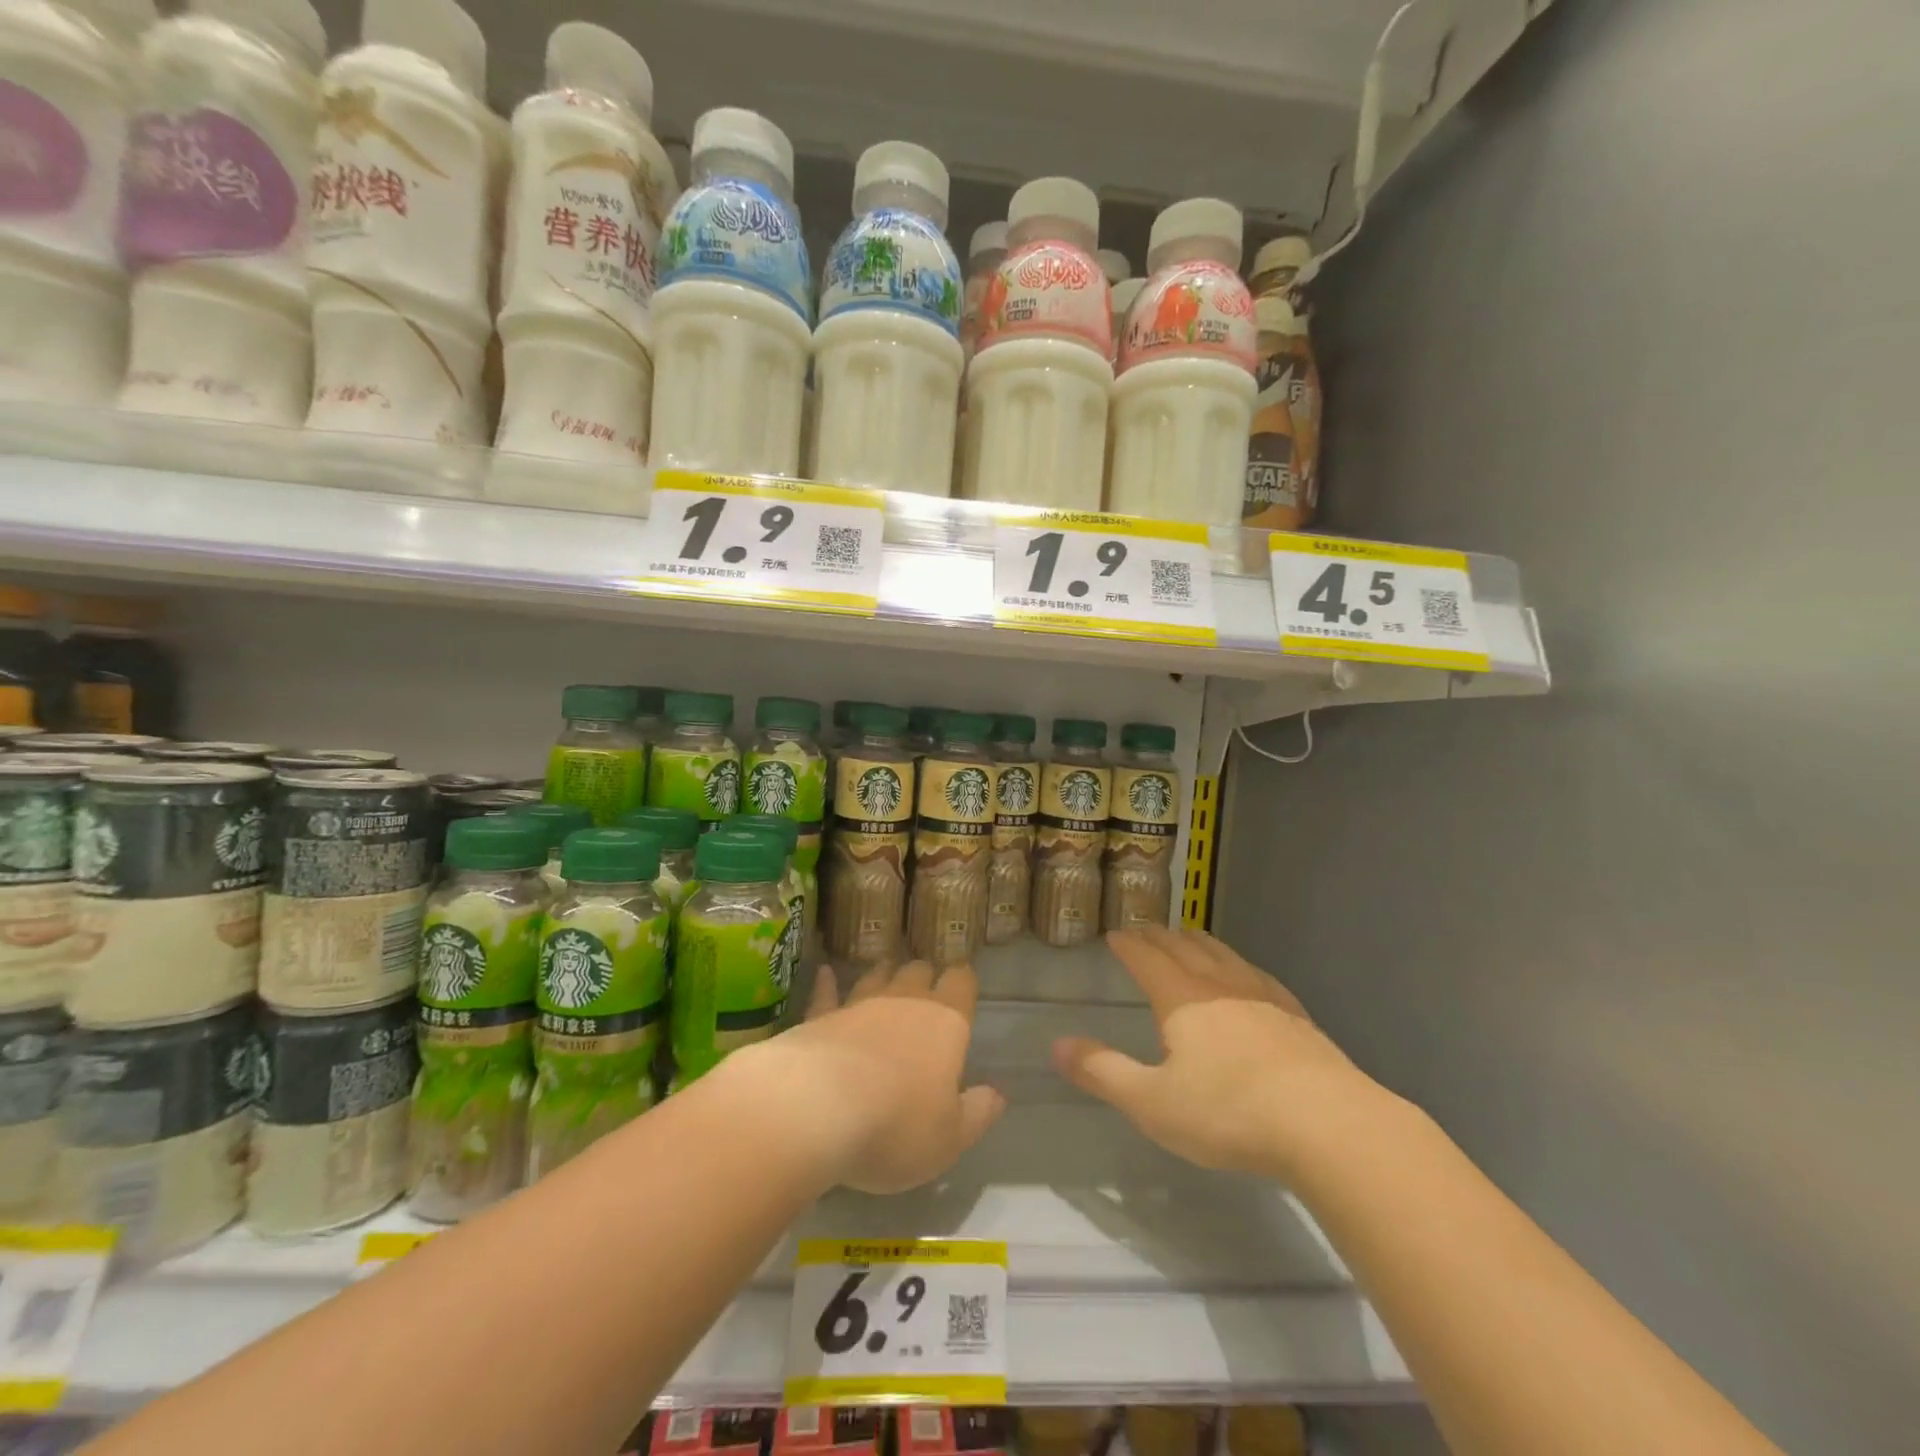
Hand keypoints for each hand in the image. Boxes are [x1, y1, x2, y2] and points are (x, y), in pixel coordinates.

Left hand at [736, 960, 1005, 1194]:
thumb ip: (976, 1114)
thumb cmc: (895, 1126)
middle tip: (925, 988)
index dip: (962, 981)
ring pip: (877, 976)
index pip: (961, 982)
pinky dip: (828, 984)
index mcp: (945, 1023)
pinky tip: (825, 973)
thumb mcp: (949, 1138)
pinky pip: (827, 993)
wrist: (813, 1109)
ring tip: (887, 974)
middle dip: (924, 976)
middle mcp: (904, 1001)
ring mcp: (858, 1004)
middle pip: (918, 971)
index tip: (961, 985)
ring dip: (884, 975)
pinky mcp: (819, 1017)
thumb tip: (996, 1094)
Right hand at [1053, 927, 1391, 1181]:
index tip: (1115, 934)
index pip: (1146, 957)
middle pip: (1183, 946)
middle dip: (1159, 936)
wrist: (1328, 1124)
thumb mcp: (1152, 1102)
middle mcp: (1219, 983)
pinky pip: (1257, 975)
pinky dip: (1238, 966)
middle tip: (1145, 931)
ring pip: (1222, 954)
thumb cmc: (1229, 1112)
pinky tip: (1247, 977)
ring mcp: (1263, 995)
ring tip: (1188, 938)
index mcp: (1180, 997)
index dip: (1128, 944)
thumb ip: (1103, 1072)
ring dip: (1198, 942)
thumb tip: (1057, 1045)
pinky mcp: (1295, 1016)